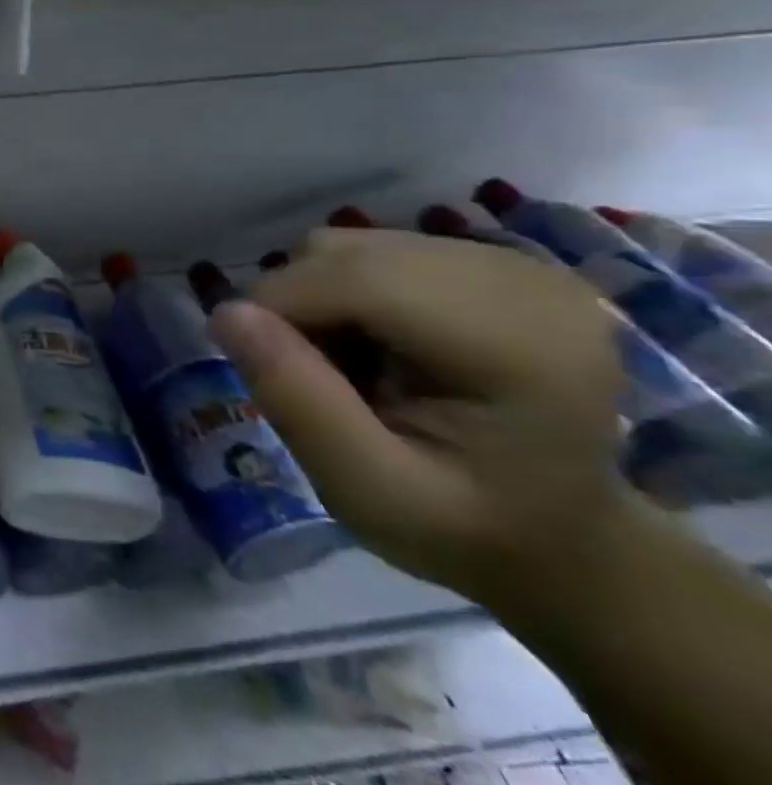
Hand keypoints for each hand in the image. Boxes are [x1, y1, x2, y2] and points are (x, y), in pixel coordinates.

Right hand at [208, 229, 635, 612]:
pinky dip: (342, 291)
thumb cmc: (465, 530)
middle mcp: (526, 282)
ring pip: (351, 245)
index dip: (281, 307)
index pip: (361, 279)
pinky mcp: (492, 260)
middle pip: (349, 254)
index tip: (251, 363)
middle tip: (306, 378)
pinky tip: (373, 345)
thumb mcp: (368, 490)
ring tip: (344, 365)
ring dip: (316, 298)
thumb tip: (225, 312)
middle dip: (296, 306)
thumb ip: (298, 402)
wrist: (558, 540)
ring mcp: (514, 263)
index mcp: (523, 345)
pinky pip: (371, 248)